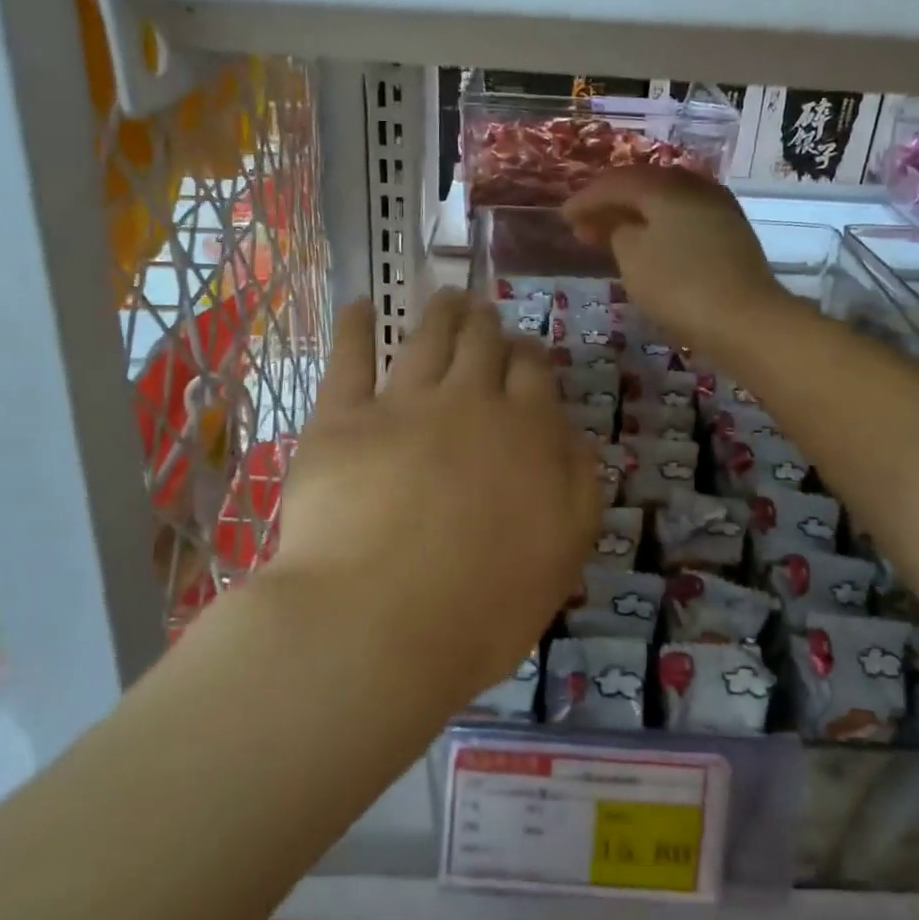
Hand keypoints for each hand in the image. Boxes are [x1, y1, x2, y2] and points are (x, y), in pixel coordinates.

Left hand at [275, 290, 602, 696]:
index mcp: (526, 432)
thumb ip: (577, 484)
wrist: (377, 622)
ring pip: (427, 339)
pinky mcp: (341, 419)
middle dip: (487, 323)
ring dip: (441, 313)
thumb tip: (572, 434)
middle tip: (484, 311)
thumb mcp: (562, 552)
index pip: (534, 373)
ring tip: (446, 297)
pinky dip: (356, 326)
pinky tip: (361, 305)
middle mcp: (469, 402)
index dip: (530, 355)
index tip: (525, 350)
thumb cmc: (482, 603)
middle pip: (483, 344)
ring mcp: (402, 404)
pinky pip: (349, 358)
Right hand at [563, 167, 792, 351]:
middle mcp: (694, 186)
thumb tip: (620, 224)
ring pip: (665, 202)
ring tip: (611, 237)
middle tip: (583, 226)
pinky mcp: (730, 233)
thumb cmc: (679, 286)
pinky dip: (658, 227)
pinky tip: (648, 245)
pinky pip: (683, 218)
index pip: (615, 182)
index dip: (585, 199)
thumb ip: (617, 232)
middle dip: (610, 204)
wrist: (747, 320)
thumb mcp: (633, 258)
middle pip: (643, 186)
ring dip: (634, 216)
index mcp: (665, 186)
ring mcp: (717, 208)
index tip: (563, 218)